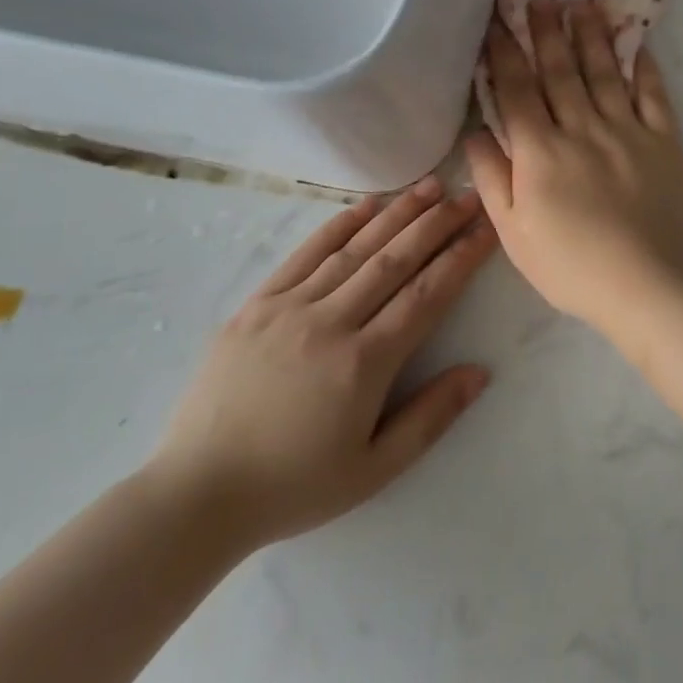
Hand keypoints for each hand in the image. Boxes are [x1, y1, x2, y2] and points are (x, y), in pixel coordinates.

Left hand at [145, 179, 494, 552]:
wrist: (196, 496)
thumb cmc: (294, 486)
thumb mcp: (374, 470)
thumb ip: (431, 418)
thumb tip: (480, 372)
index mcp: (364, 364)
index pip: (426, 295)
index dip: (462, 257)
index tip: (487, 227)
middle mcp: (330, 323)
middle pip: (396, 260)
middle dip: (438, 224)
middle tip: (469, 195)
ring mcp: (288, 308)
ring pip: (355, 249)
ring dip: (397, 214)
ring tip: (430, 186)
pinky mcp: (256, 305)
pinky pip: (305, 255)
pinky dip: (339, 226)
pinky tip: (367, 206)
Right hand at [467, 0, 682, 335]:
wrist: (648, 285)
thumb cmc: (572, 266)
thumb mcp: (514, 234)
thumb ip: (492, 179)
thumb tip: (476, 133)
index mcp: (540, 152)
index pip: (516, 89)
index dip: (504, 52)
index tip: (496, 21)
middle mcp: (582, 128)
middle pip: (559, 70)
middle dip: (545, 30)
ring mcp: (627, 130)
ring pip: (604, 71)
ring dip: (590, 34)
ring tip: (580, 3)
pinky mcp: (664, 140)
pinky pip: (653, 93)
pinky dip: (644, 65)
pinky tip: (636, 41)